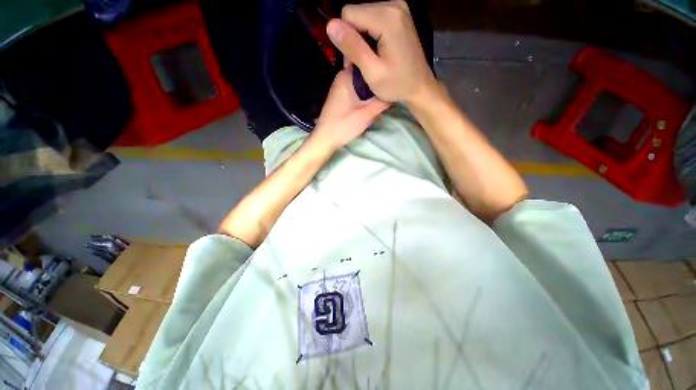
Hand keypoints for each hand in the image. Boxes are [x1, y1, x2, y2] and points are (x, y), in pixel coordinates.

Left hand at [312, 68, 389, 150]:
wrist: (326, 139)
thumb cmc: (344, 125)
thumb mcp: (367, 114)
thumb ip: (382, 102)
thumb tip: (395, 91)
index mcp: (346, 75)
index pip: (367, 60)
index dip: (379, 66)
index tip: (390, 75)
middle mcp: (342, 77)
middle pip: (365, 74)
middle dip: (376, 83)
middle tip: (388, 91)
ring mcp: (340, 87)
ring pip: (361, 84)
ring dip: (371, 92)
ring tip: (382, 99)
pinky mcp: (340, 97)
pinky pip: (356, 91)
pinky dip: (364, 97)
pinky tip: (371, 106)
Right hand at [326, 1, 435, 103]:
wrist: (420, 87)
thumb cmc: (397, 85)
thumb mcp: (372, 71)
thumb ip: (352, 47)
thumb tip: (330, 25)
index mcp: (387, 17)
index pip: (348, 14)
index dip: (346, 38)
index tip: (354, 62)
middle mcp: (393, 5)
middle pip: (356, 14)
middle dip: (353, 39)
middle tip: (363, 63)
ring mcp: (398, 8)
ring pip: (363, 17)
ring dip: (361, 39)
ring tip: (370, 60)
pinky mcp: (399, 15)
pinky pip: (374, 19)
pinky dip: (370, 36)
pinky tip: (377, 52)